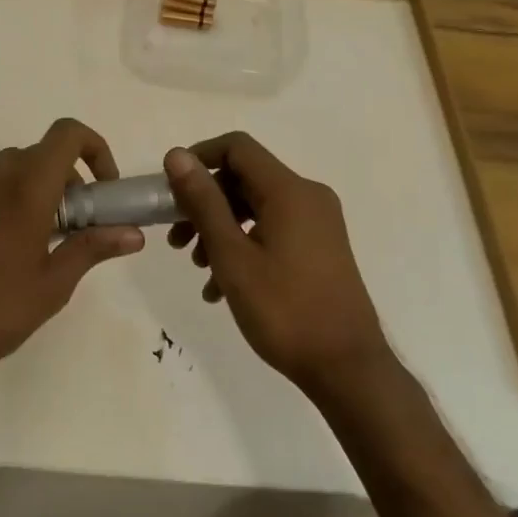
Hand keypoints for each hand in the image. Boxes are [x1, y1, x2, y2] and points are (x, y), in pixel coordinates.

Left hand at [0, 118, 143, 398]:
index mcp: (25, 189)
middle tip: (70, 224)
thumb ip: (93, 248)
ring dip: (27, 190)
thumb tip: (133, 233)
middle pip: (36, 155)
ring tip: (30, 242)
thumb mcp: (53, 286)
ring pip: (3, 172)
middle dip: (63, 179)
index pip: (66, 134)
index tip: (102, 186)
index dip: (94, 147)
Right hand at [163, 134, 390, 395]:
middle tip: (176, 238)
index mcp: (289, 191)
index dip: (199, 158)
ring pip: (256, 207)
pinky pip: (273, 229)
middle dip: (204, 203)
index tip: (170, 190)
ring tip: (196, 266)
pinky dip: (243, 245)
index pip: (237, 148)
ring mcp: (317, 223)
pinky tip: (220, 286)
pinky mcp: (320, 247)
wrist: (347, 368)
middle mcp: (308, 196)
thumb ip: (203, 202)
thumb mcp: (232, 256)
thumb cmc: (284, 310)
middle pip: (244, 178)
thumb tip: (176, 156)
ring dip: (220, 228)